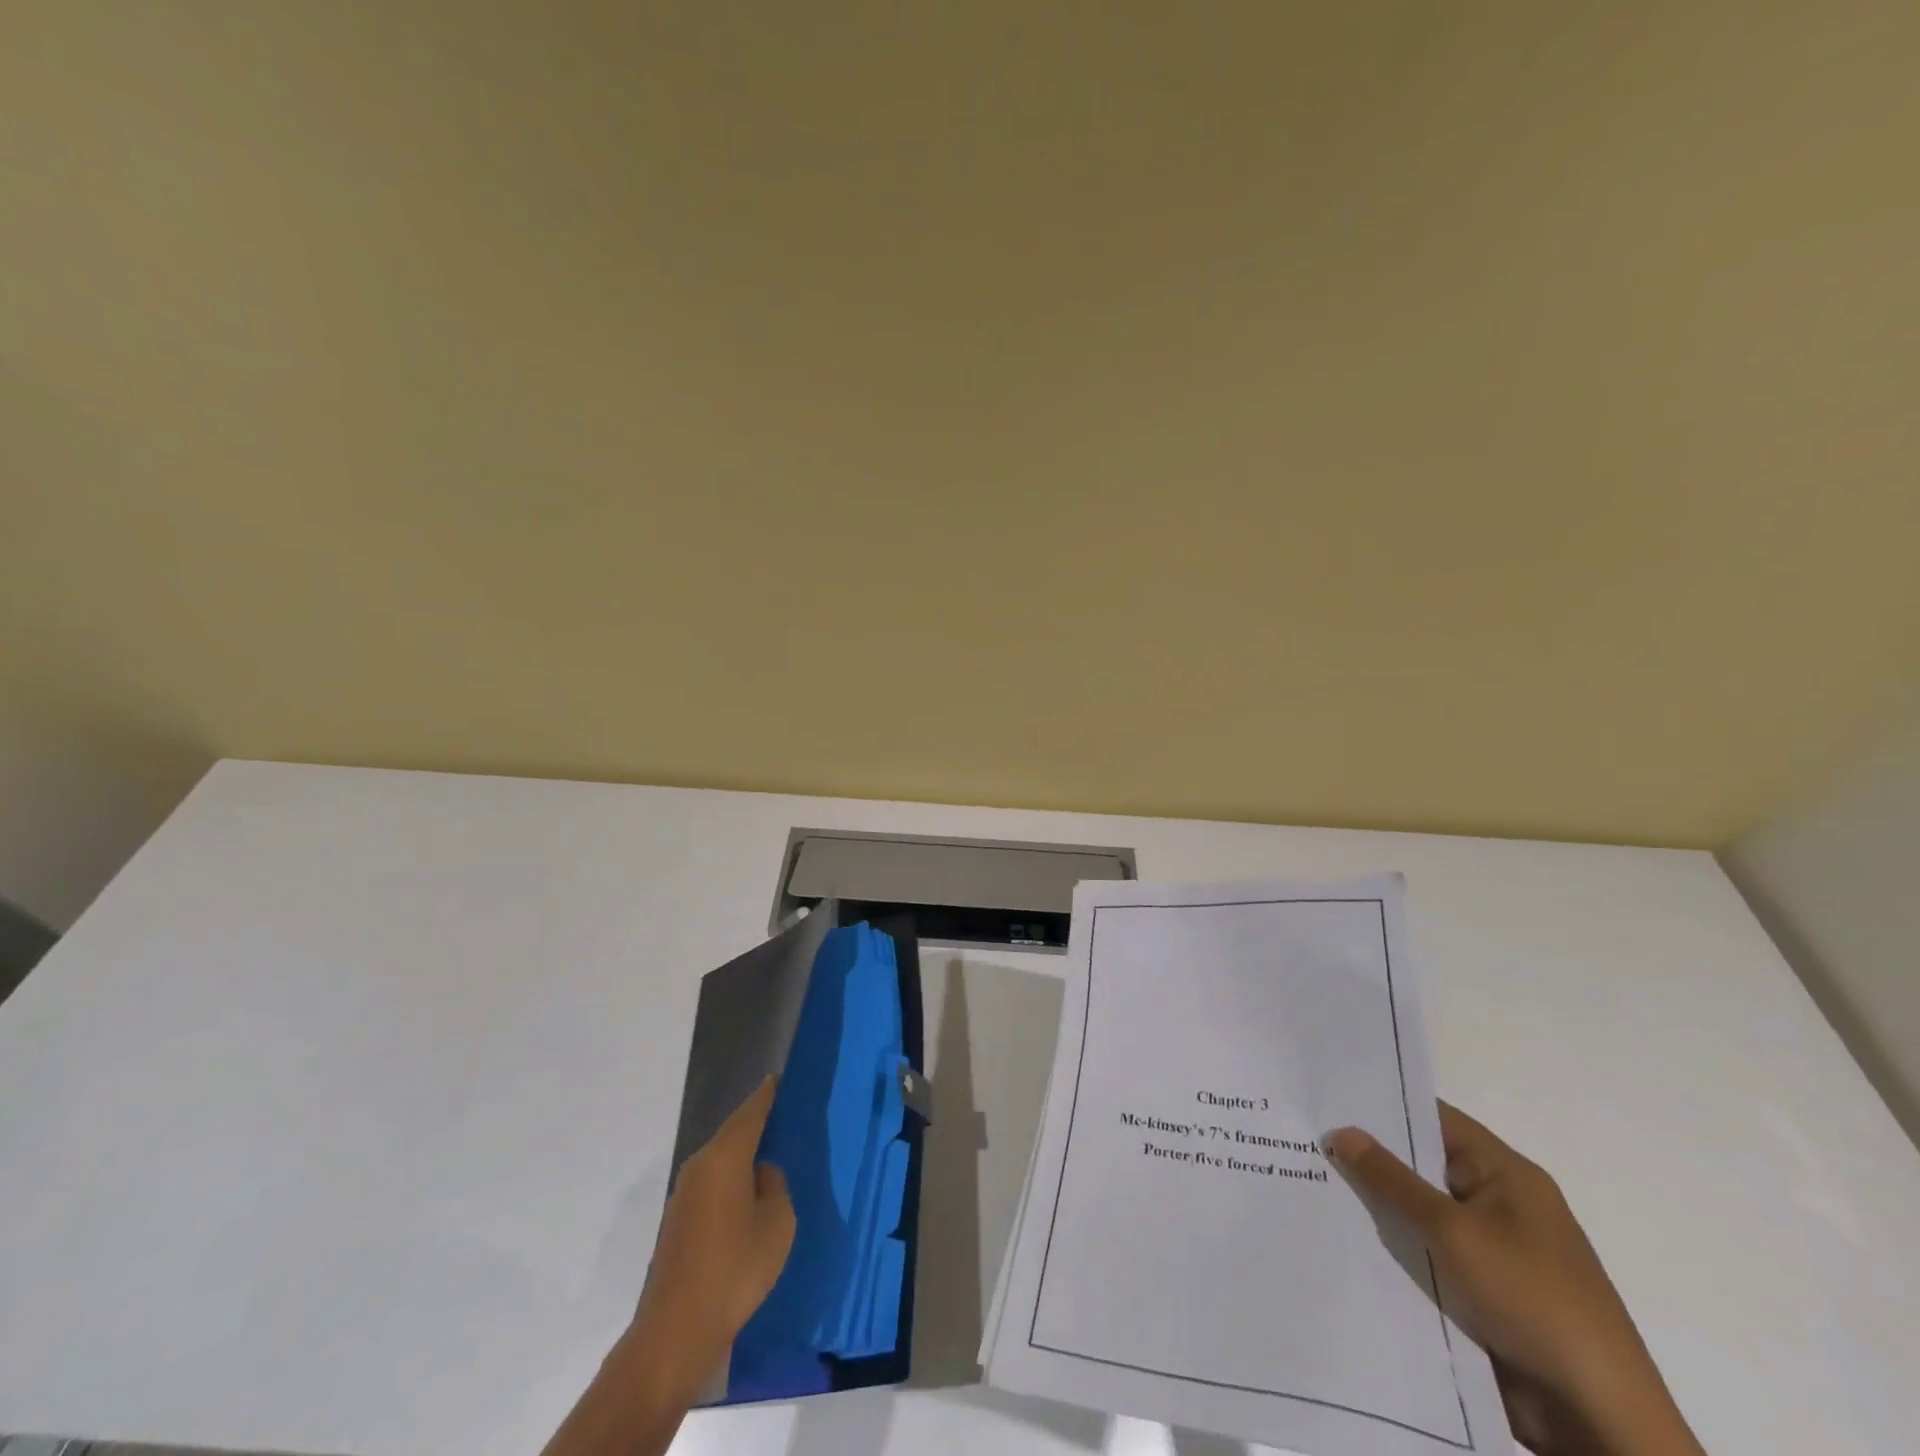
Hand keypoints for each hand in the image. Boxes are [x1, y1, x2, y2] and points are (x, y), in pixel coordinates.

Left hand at [542, 1079, 794, 1455]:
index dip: (765, 1095)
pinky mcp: (676, 1223)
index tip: (777, 1078)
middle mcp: (699, 1166)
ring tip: (767, 1156)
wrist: (675, 1332)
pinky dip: (729, 1181)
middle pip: (731, 1134)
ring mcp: (683, 1195)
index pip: (749, 1113)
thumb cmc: (735, 1269)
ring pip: (719, 1161)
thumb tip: (761, 1174)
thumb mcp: (777, 1223)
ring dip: (741, 1156)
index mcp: (724, 1157)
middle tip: (780, 1117)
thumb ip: (774, 1186)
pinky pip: (711, 1185)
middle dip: (754, 1124)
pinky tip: (745, 1198)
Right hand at [1326, 1105, 1703, 1455]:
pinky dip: (1395, 1251)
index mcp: (1506, 1174)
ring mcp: (1494, 1252)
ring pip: (1421, 1215)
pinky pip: (1428, 1257)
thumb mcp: (1452, 1231)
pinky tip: (1344, 1243)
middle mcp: (1501, 1204)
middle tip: (1306, 1141)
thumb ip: (1392, 1180)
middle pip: (1423, 1166)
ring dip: (1378, 1208)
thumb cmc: (1530, 1300)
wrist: (1599, 1419)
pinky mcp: (1484, 1295)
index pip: (1435, 1119)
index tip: (1328, 1097)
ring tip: (1311, 1186)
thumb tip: (1341, 1131)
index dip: (1383, 1105)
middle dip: (1370, 1158)